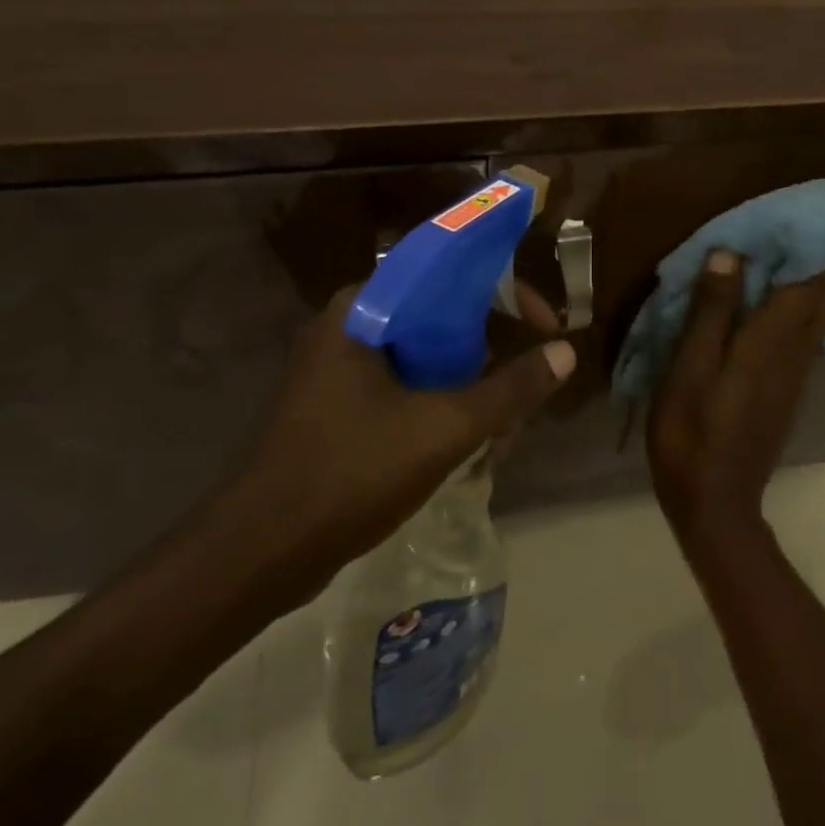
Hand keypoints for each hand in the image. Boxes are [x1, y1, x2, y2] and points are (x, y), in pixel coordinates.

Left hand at [217, 286, 575, 608]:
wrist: (259, 554)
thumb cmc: (350, 473)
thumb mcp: (443, 429)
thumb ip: (509, 389)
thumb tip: (565, 354)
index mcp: (363, 310)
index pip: (447, 270)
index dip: (504, 290)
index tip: (542, 323)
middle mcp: (349, 327)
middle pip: (442, 317)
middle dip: (491, 356)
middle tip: (525, 392)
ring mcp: (340, 370)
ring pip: (427, 358)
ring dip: (471, 389)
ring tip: (502, 436)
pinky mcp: (338, 408)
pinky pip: (406, 389)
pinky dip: (442, 408)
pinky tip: (471, 450)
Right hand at [647, 248, 824, 538]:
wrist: (715, 501)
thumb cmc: (693, 432)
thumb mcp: (690, 368)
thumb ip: (712, 311)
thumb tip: (732, 253)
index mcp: (771, 339)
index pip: (816, 283)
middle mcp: (793, 350)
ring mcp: (794, 373)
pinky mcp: (786, 390)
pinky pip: (813, 335)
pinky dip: (822, 310)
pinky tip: (814, 305)